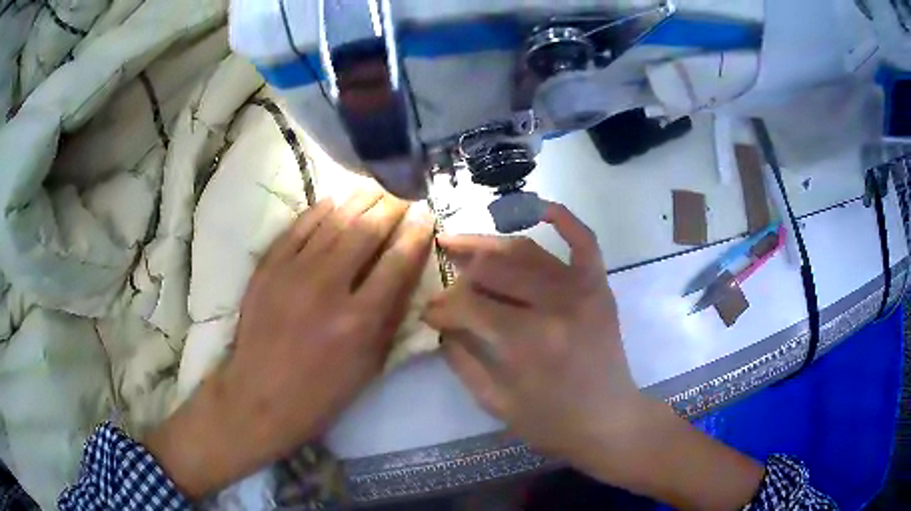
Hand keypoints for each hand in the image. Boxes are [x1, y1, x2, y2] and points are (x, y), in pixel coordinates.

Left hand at [145, 190, 433, 497]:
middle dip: (391, 207)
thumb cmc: (321, 391)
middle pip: (366, 230)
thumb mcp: (370, 364)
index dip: (416, 231)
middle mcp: (327, 287)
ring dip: (360, 200)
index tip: (426, 213)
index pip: (398, 260)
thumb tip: (407, 269)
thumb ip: (391, 315)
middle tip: (402, 197)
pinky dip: (321, 209)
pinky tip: (336, 200)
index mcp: (359, 320)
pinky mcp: (268, 266)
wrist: (259, 395)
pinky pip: (299, 226)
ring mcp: (293, 272)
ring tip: (376, 189)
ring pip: (334, 220)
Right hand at [424, 203, 763, 508]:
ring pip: (525, 251)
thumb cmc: (551, 422)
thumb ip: (462, 360)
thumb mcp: (495, 403)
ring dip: (488, 245)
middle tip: (445, 281)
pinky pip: (583, 241)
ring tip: (462, 244)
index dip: (441, 306)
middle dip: (460, 274)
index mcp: (526, 343)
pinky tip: (538, 207)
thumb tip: (441, 324)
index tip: (429, 312)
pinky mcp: (599, 286)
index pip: (468, 305)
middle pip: (493, 270)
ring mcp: (582, 290)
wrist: (609, 420)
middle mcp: (554, 306)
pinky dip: (563, 218)